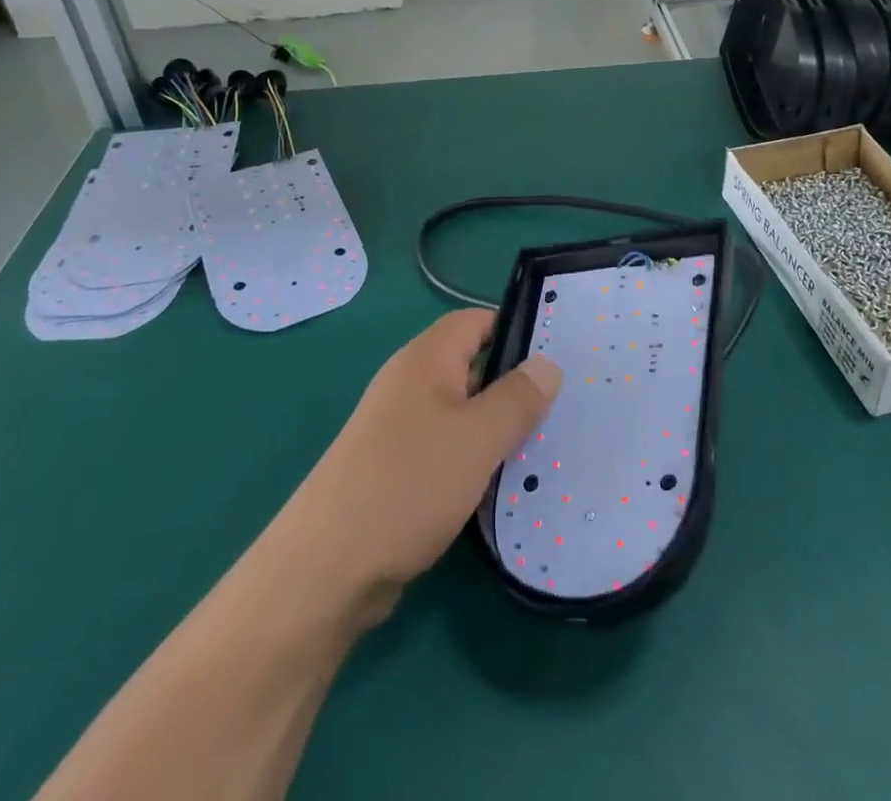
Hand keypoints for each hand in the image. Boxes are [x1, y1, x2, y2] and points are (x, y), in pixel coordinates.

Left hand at [272, 309, 561, 625]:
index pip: (477, 321)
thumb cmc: (409, 484)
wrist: (326, 569)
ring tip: (543, 448)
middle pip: (471, 366)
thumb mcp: (478, 437)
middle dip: (513, 385)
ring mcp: (398, 427)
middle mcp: (410, 383)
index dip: (516, 330)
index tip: (560, 355)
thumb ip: (517, 398)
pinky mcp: (394, 469)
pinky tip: (500, 485)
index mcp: (426, 358)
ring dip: (496, 428)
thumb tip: (548, 364)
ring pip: (461, 412)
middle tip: (563, 407)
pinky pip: (445, 448)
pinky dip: (473, 459)